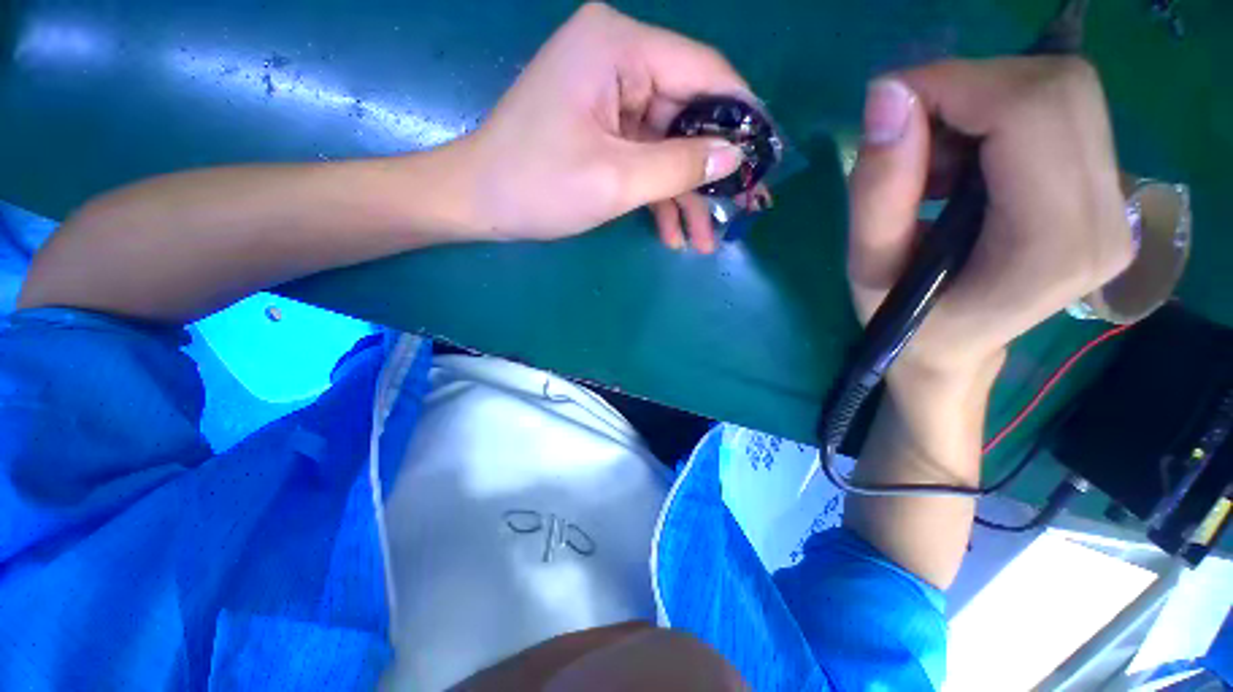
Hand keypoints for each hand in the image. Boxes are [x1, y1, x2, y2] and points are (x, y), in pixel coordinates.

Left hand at [455, 3, 749, 251]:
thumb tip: (734, 157)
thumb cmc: (537, 187)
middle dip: (709, 173)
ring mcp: (608, 96)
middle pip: (686, 115)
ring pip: (666, 145)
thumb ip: (680, 165)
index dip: (742, 118)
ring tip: (704, 240)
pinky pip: (642, 156)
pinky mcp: (600, 127)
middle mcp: (617, 59)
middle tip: (738, 212)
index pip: (704, 73)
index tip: (765, 160)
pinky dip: (657, 194)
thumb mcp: (616, 180)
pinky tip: (671, 232)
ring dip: (684, 195)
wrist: (478, 204)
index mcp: (619, 47)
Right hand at [847, 58, 1134, 386]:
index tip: (888, 105)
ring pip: (1062, 92)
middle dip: (970, 88)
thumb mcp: (869, 269)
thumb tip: (886, 96)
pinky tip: (963, 163)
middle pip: (1058, 88)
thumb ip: (876, 191)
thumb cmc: (905, 323)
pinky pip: (1061, 112)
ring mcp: (1118, 201)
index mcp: (1052, 245)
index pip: (1030, 110)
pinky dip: (1000, 116)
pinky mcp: (1108, 188)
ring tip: (934, 162)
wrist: (957, 350)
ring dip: (983, 103)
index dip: (954, 84)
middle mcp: (1108, 215)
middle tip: (909, 134)